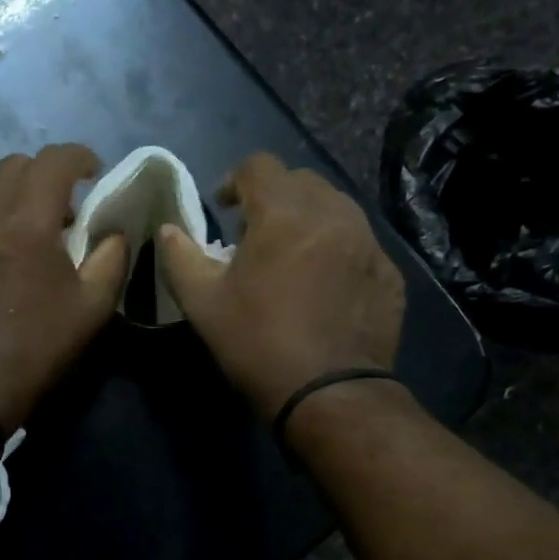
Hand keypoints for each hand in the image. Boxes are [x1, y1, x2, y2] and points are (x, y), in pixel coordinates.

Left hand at [0, 145, 129, 429]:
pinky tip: (1, 245)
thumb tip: (113, 233)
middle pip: (15, 164)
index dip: (80, 157)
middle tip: (67, 203)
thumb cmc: (40, 344)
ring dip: (15, 190)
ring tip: (33, 223)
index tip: (95, 173)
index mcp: (27, 221)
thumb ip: (112, 257)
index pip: (54, 160)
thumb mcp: (94, 305)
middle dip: (47, 172)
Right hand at [157, 152, 405, 417]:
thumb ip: (179, 257)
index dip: (235, 180)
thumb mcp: (202, 302)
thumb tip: (168, 230)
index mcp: (284, 213)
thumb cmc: (257, 342)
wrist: (329, 393)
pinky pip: (359, 242)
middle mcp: (334, 214)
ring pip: (336, 208)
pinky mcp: (390, 273)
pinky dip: (337, 249)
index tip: (224, 208)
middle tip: (255, 234)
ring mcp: (369, 243)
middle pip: (301, 181)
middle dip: (274, 197)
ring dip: (308, 219)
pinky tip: (324, 285)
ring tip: (292, 256)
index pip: (259, 166)